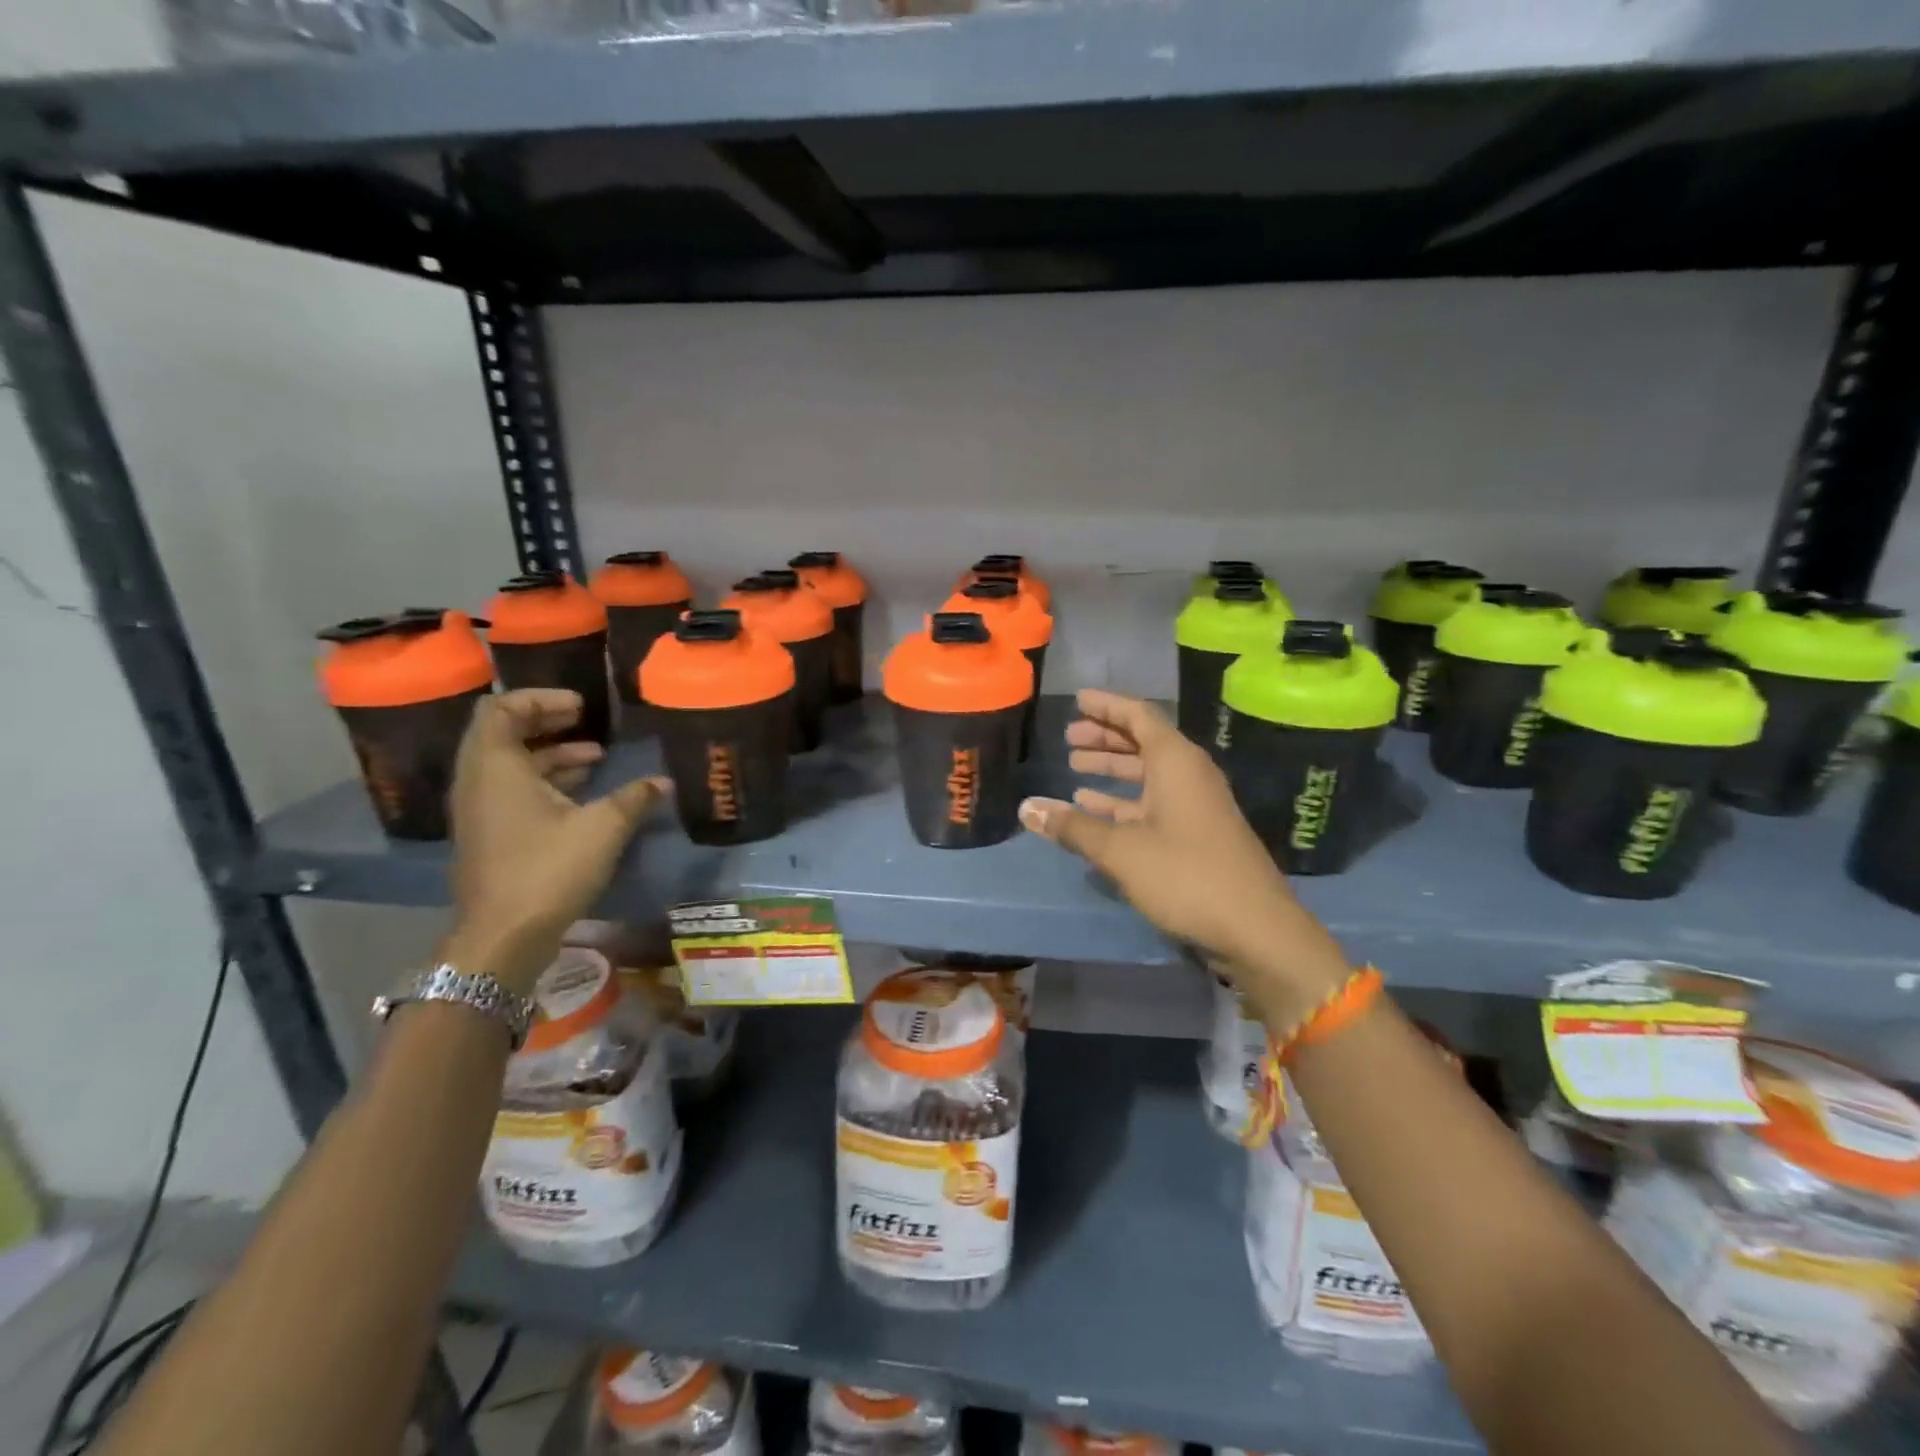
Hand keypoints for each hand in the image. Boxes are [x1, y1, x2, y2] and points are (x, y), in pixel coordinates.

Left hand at [443, 690, 666, 993]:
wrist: (503, 936)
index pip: (502, 708)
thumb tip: (663, 781)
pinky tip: (584, 794)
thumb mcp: (602, 828)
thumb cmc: (548, 870)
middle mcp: (479, 782)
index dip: (541, 699)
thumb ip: (634, 798)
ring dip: (551, 755)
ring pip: (511, 765)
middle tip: (587, 721)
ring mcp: (481, 811)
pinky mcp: (490, 835)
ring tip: (597, 758)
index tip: (581, 707)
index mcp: (496, 767)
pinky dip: (545, 781)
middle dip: (547, 722)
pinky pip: (513, 790)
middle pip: (504, 733)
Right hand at [1017, 689, 1350, 1019]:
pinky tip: (1094, 809)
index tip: (1078, 699)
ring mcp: (1195, 805)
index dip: (1106, 705)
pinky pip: (1153, 803)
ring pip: (1147, 774)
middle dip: (1105, 737)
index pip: (1138, 715)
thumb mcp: (1121, 850)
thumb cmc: (1186, 875)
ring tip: (1074, 769)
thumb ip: (1073, 827)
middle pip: (1142, 742)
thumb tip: (1026, 808)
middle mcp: (1188, 774)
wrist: (1255, 928)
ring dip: (1112, 769)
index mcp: (1176, 761)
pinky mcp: (1196, 834)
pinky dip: (1123, 801)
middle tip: (1069, 738)